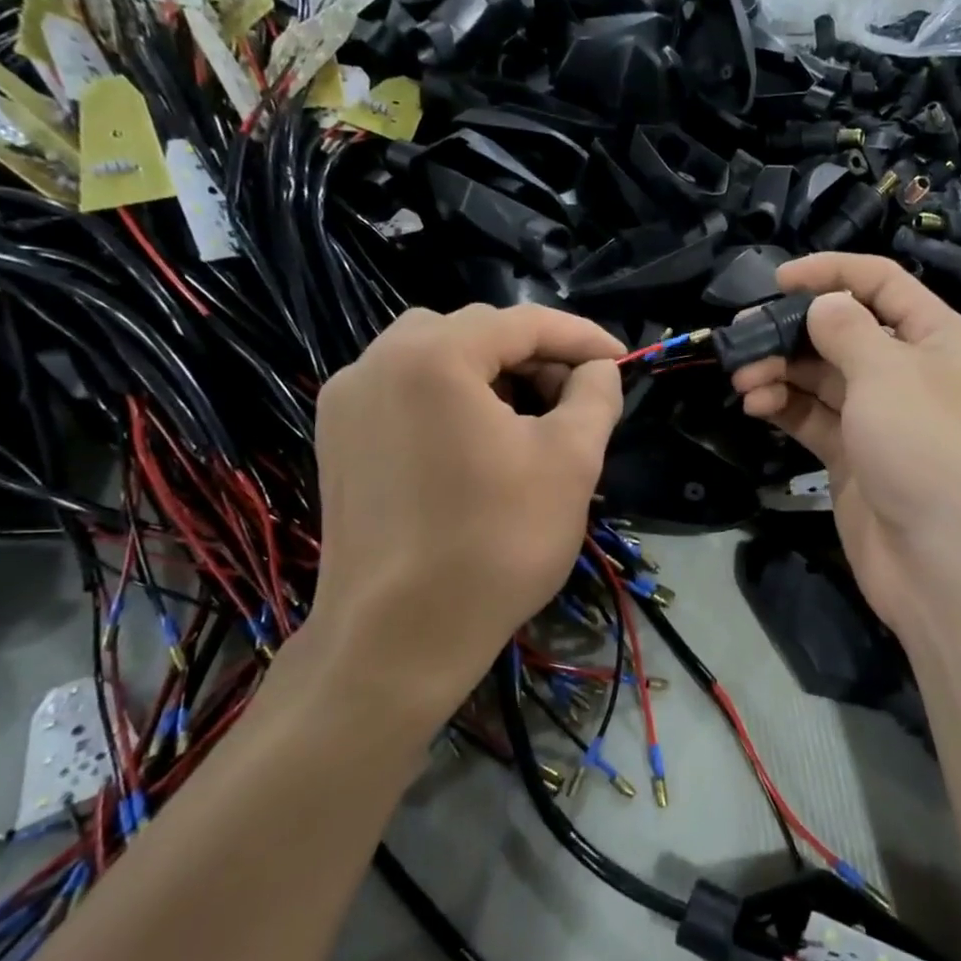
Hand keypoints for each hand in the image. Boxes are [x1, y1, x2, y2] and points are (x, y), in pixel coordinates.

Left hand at [308, 304, 623, 730]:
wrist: (399, 639)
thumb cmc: (496, 543)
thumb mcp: (570, 461)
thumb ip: (595, 396)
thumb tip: (598, 370)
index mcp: (432, 356)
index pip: (522, 322)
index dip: (581, 337)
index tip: (622, 361)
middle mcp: (376, 362)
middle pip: (472, 332)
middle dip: (533, 354)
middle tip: (575, 396)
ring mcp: (347, 403)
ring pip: (433, 359)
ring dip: (490, 374)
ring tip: (529, 419)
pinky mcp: (338, 442)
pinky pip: (404, 393)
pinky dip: (450, 399)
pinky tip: (477, 444)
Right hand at [730, 254, 960, 643]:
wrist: (944, 563)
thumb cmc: (926, 448)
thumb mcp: (887, 373)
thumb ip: (846, 329)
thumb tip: (823, 304)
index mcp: (937, 339)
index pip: (882, 285)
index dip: (832, 273)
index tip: (779, 280)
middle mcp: (910, 373)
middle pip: (844, 332)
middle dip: (793, 331)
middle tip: (744, 337)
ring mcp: (880, 418)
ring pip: (822, 378)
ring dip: (781, 371)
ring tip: (743, 379)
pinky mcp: (854, 457)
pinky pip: (814, 418)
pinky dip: (784, 407)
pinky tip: (756, 406)